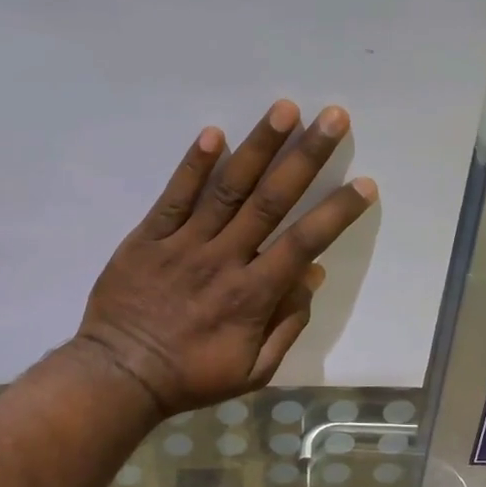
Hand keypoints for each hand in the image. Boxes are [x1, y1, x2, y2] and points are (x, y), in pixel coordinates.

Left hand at [74, 100, 376, 415]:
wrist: (120, 375)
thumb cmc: (191, 377)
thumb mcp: (253, 371)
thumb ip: (287, 325)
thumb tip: (313, 276)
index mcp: (253, 294)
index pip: (305, 243)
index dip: (337, 212)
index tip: (365, 183)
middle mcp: (224, 259)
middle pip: (271, 201)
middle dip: (306, 157)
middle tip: (333, 117)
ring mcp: (184, 244)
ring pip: (228, 189)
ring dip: (258, 147)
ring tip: (284, 110)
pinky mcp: (148, 237)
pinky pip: (174, 197)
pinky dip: (193, 166)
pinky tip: (213, 134)